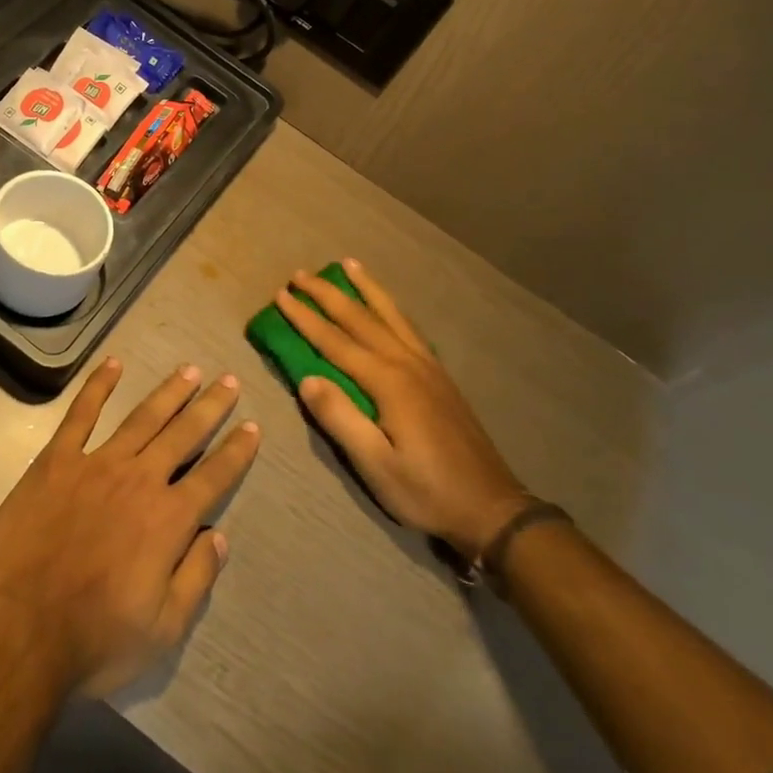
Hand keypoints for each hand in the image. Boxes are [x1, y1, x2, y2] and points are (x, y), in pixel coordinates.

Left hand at [0, 359, 260, 699]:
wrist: (18, 632)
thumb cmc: (94, 639)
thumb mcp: (162, 629)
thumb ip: (196, 578)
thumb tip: (219, 536)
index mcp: (169, 520)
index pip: (214, 476)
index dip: (237, 451)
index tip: (253, 427)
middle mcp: (140, 480)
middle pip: (184, 434)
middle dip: (210, 406)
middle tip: (229, 380)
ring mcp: (96, 465)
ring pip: (142, 417)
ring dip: (169, 392)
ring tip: (190, 370)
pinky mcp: (56, 461)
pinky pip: (81, 415)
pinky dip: (98, 386)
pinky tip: (113, 364)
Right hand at [276, 260, 529, 563]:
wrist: (491, 508)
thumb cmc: (426, 491)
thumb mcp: (376, 466)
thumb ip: (340, 419)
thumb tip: (307, 379)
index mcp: (389, 382)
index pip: (336, 342)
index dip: (306, 318)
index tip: (281, 295)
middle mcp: (407, 363)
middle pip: (361, 318)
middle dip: (328, 294)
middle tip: (300, 273)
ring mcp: (428, 367)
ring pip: (390, 315)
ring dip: (366, 288)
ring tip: (348, 264)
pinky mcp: (440, 377)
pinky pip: (409, 328)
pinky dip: (391, 308)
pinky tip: (387, 306)